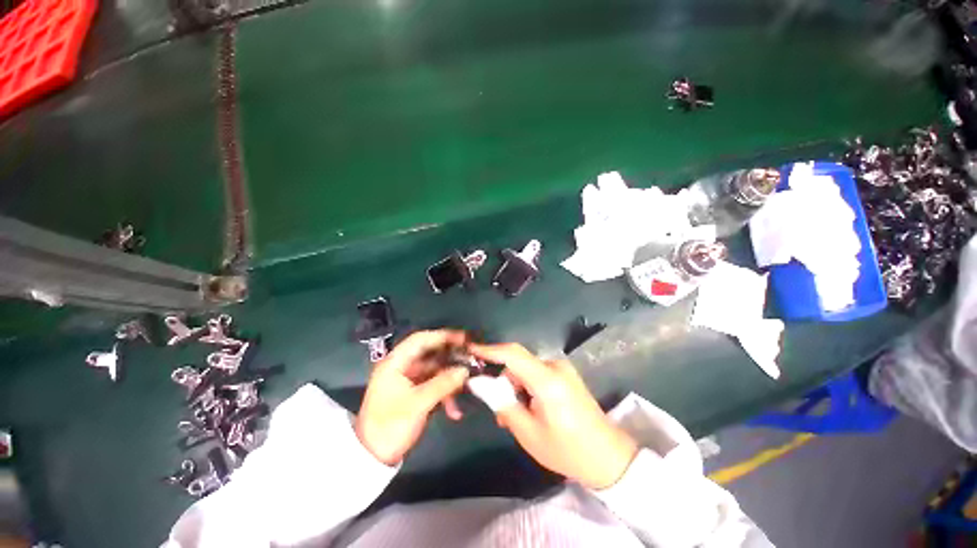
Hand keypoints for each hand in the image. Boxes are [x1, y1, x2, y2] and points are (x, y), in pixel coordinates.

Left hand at [356, 330, 469, 465]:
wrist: (372, 458)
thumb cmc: (390, 426)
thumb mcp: (418, 404)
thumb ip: (443, 384)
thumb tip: (465, 370)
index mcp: (395, 363)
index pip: (420, 339)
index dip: (442, 336)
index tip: (463, 339)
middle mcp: (402, 367)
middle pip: (431, 354)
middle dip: (451, 359)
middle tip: (471, 360)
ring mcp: (408, 380)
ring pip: (435, 371)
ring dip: (450, 381)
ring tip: (466, 389)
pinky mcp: (414, 393)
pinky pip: (434, 386)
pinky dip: (445, 395)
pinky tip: (454, 411)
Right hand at [469, 343, 638, 489]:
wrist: (608, 456)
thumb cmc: (567, 450)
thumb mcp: (528, 433)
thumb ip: (502, 403)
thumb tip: (479, 382)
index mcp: (547, 380)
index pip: (513, 354)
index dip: (490, 349)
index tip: (470, 350)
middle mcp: (555, 366)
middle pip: (518, 362)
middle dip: (501, 379)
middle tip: (495, 406)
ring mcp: (562, 369)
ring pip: (526, 368)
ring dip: (514, 385)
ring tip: (512, 414)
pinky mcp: (565, 374)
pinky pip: (536, 373)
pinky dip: (526, 386)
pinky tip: (527, 407)